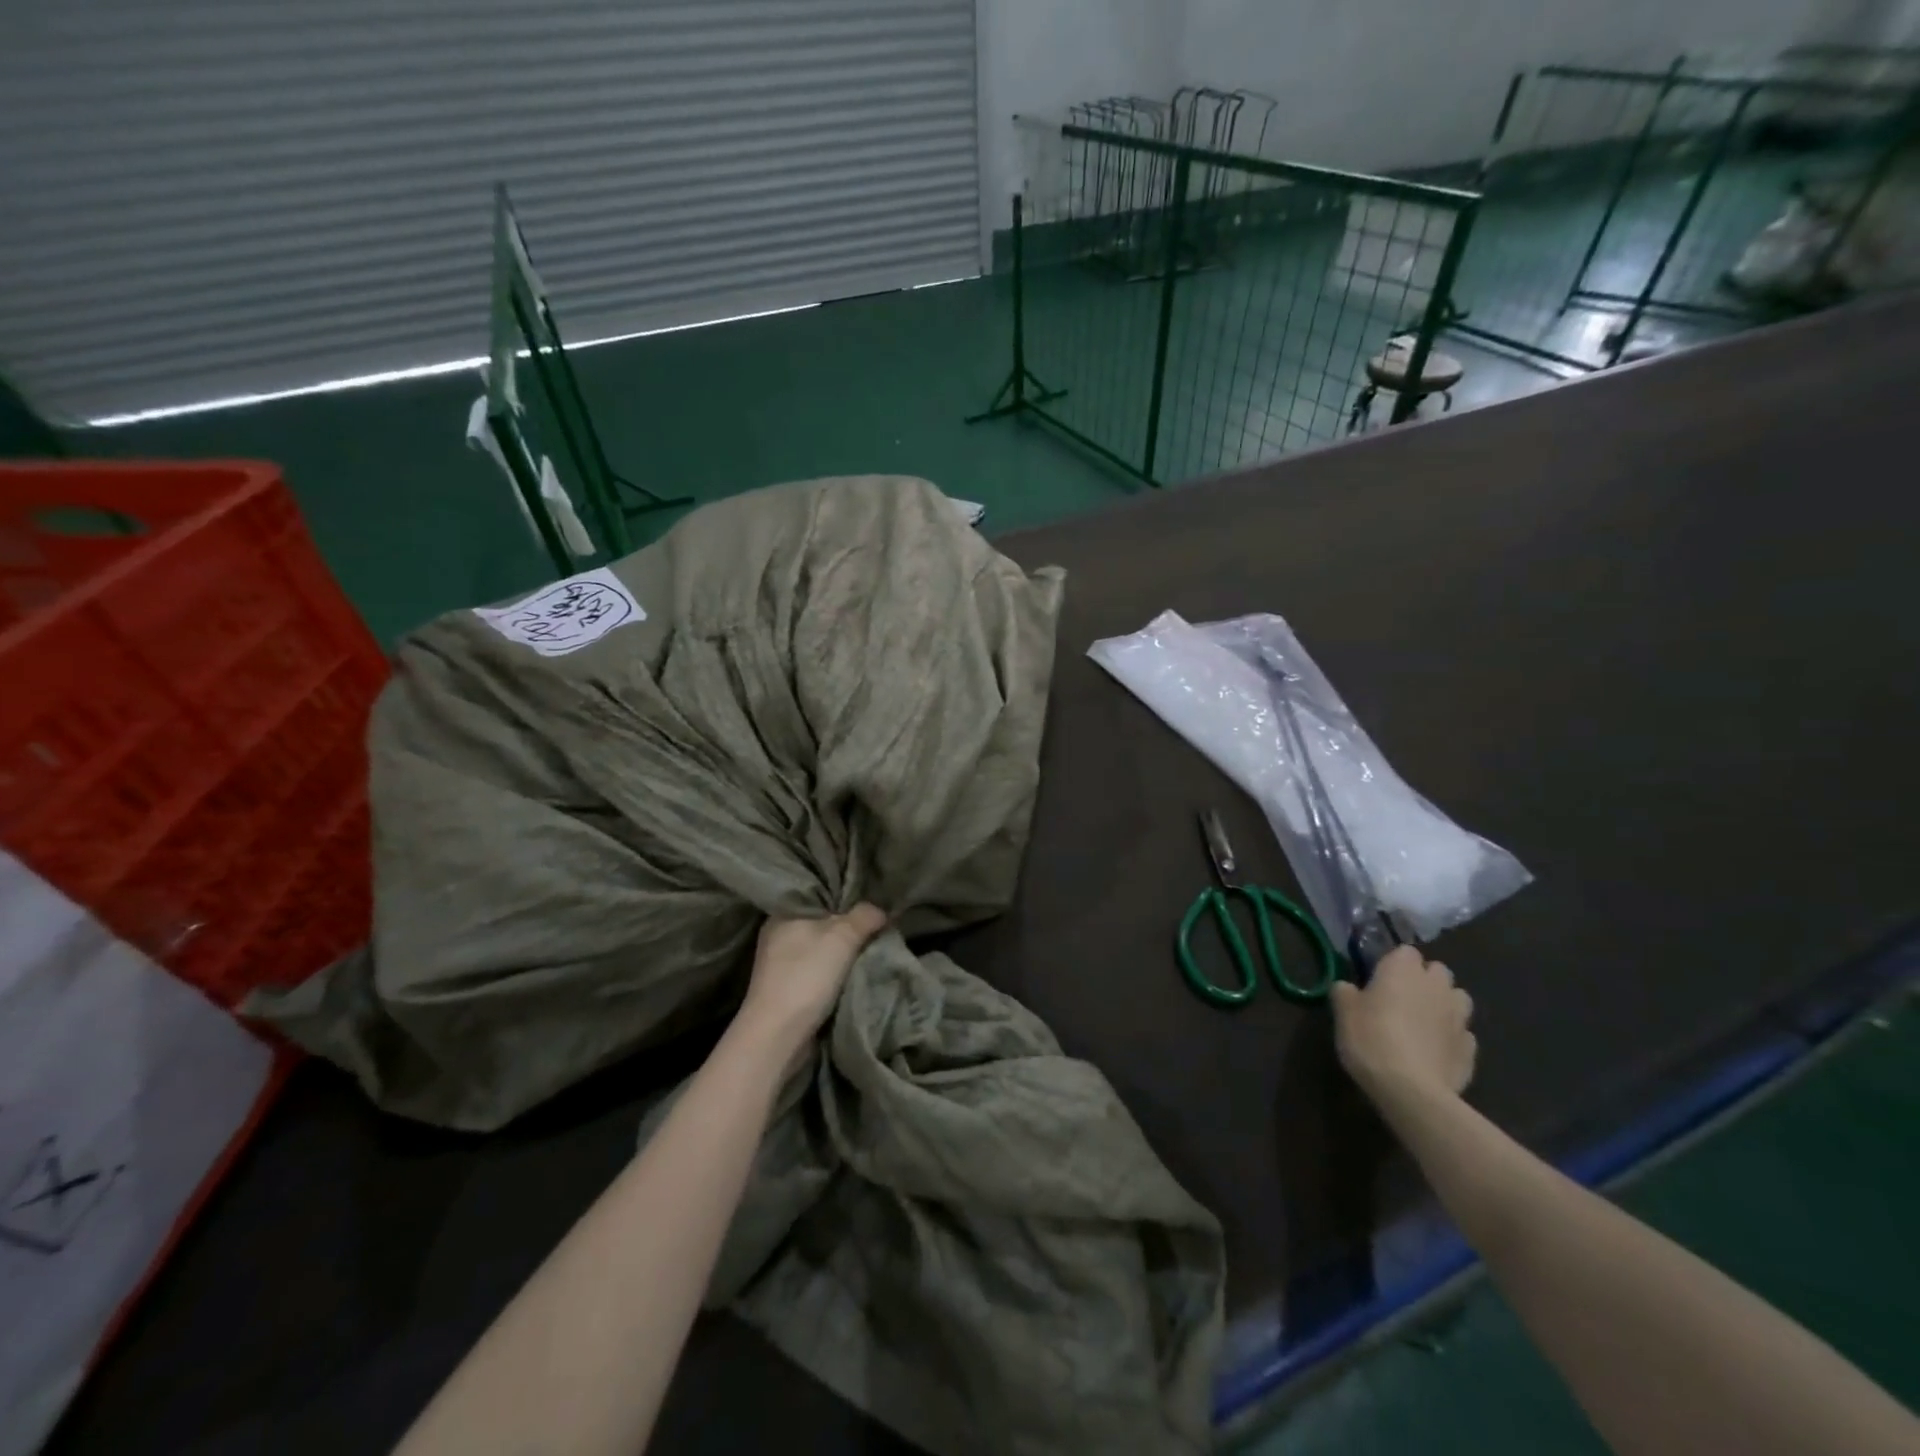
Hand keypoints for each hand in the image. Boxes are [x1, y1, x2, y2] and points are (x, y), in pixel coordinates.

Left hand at [735, 904, 887, 1049]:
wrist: (778, 1034)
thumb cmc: (807, 975)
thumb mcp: (843, 936)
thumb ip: (865, 916)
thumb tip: (881, 910)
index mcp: (784, 913)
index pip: (819, 894)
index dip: (846, 896)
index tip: (872, 899)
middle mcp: (778, 933)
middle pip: (822, 921)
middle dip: (848, 924)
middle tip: (877, 922)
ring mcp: (780, 962)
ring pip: (821, 946)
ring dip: (842, 950)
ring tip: (872, 945)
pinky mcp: (787, 987)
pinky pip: (818, 968)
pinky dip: (835, 970)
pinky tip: (854, 970)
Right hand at [1329, 946, 1475, 1109]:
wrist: (1411, 1090)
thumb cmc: (1371, 1038)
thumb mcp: (1342, 1012)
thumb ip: (1344, 992)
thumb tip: (1347, 987)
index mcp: (1403, 969)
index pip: (1405, 951)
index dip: (1393, 963)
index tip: (1378, 979)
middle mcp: (1436, 986)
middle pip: (1437, 971)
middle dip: (1424, 979)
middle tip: (1401, 998)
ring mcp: (1459, 1017)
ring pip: (1457, 998)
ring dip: (1444, 1004)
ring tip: (1423, 1022)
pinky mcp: (1471, 1049)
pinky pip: (1462, 1033)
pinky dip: (1451, 1037)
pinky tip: (1434, 1051)